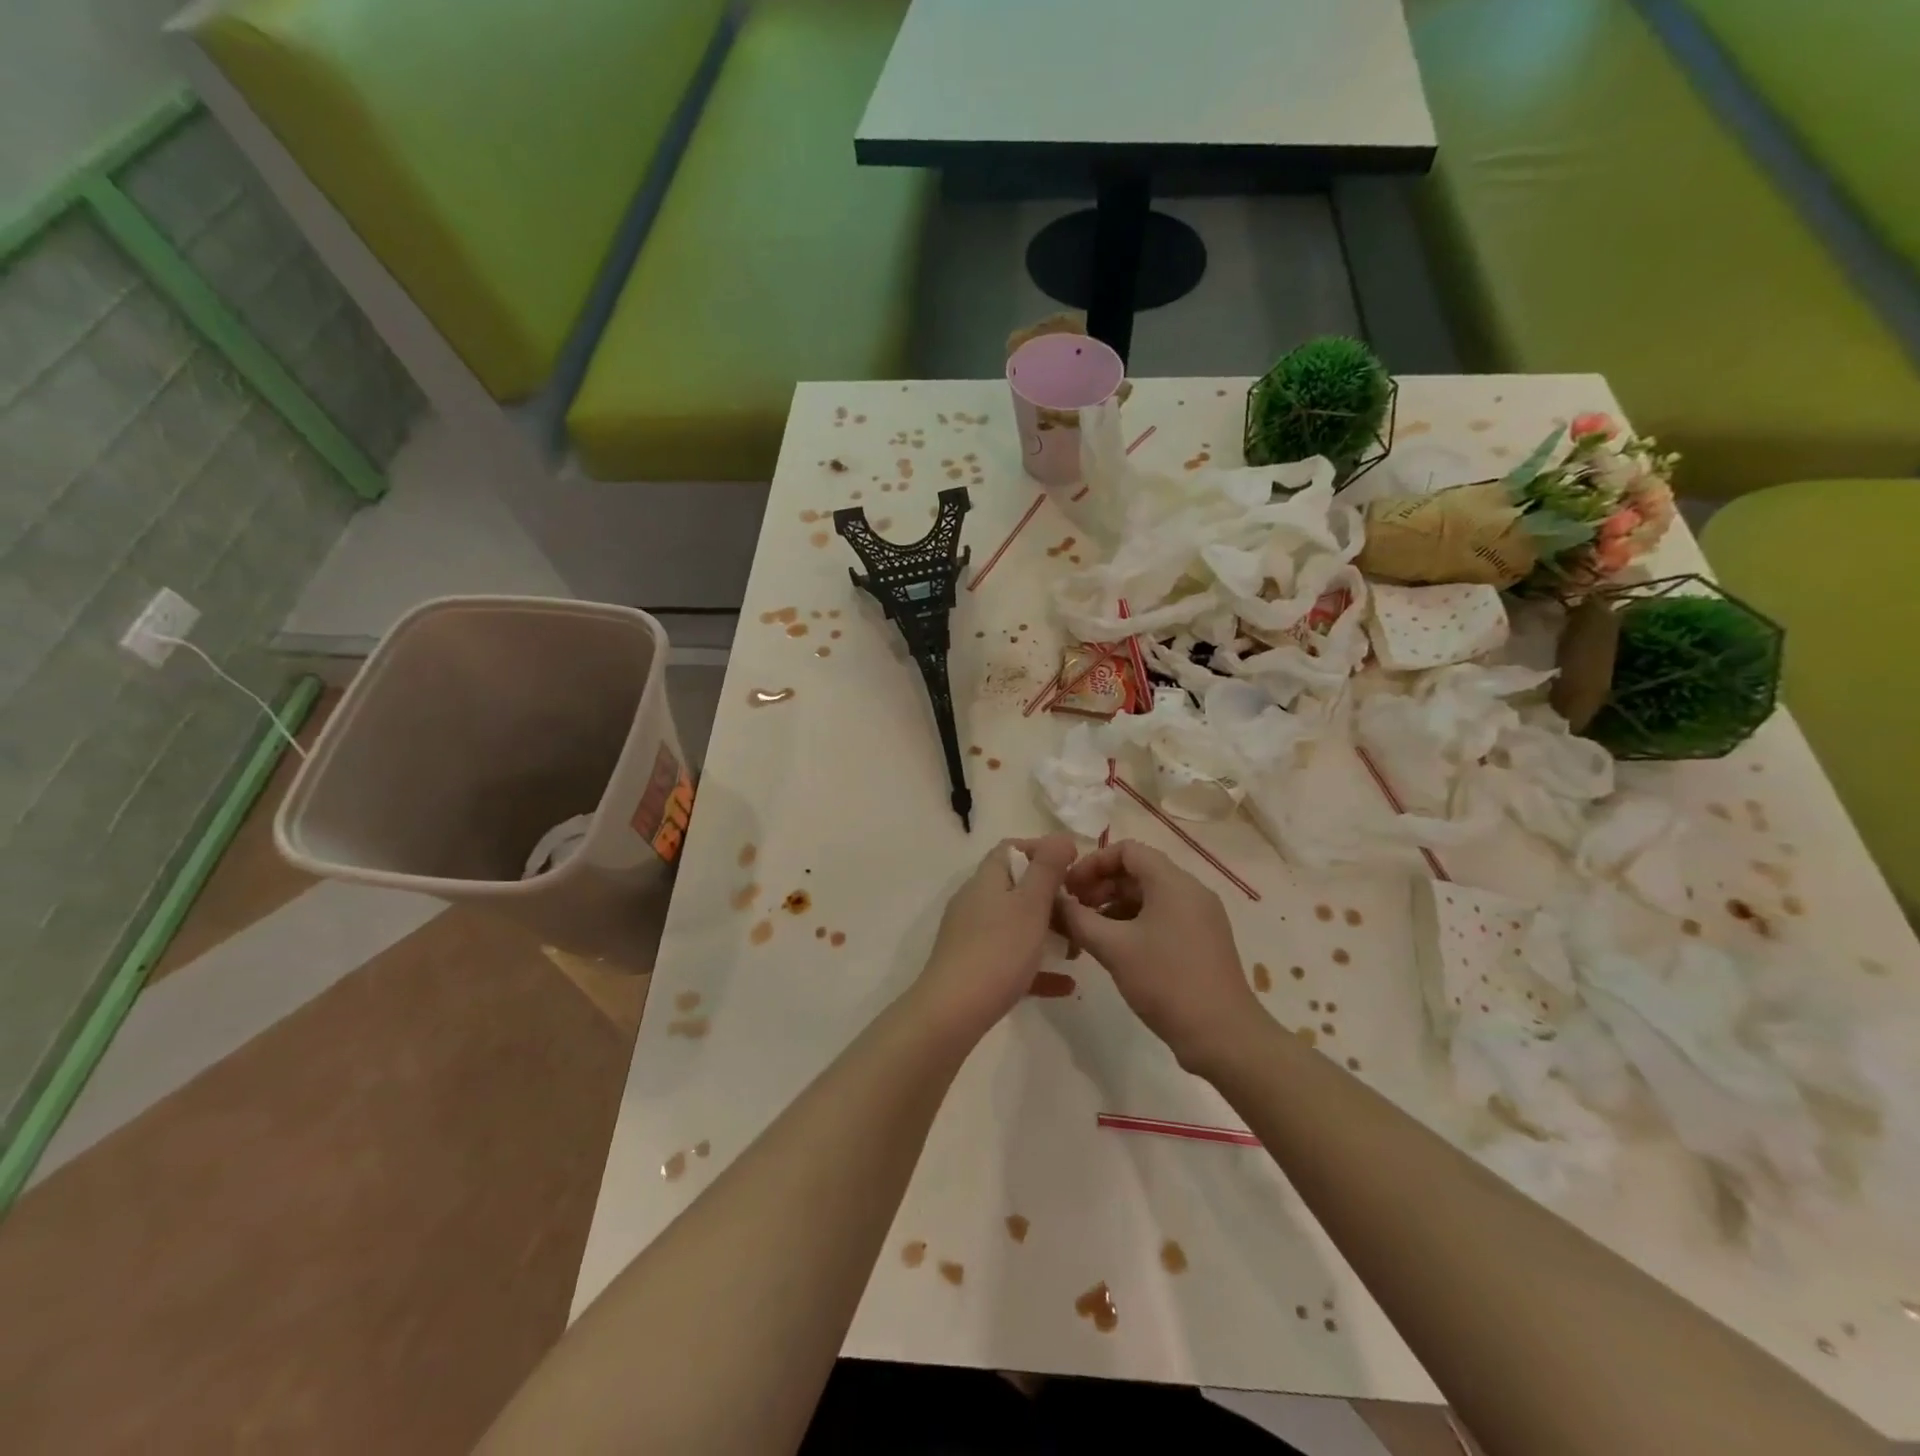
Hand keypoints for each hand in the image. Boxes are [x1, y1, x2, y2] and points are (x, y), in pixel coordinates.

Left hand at [913, 834, 1077, 1039]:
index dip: (1042, 851)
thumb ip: (1047, 868)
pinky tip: (1065, 985)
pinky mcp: (973, 967)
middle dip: (1051, 897)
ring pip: (1015, 924)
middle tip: (1081, 912)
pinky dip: (1037, 967)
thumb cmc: (998, 950)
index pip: (1012, 849)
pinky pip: (1011, 959)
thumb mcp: (1031, 904)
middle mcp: (975, 901)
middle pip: (1016, 887)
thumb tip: (1060, 837)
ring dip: (1047, 932)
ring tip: (1077, 949)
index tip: (1073, 868)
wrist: (953, 1011)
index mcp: (986, 879)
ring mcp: (971, 935)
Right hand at [1058, 840, 1259, 1074]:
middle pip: (1138, 872)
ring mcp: (1200, 917)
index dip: (1093, 863)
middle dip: (1101, 886)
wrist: (1223, 1036)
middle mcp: (1190, 891)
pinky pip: (1161, 917)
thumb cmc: (1166, 982)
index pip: (1127, 850)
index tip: (1069, 887)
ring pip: (1148, 897)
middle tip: (1073, 911)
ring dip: (1114, 907)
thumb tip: (1054, 902)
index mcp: (1173, 883)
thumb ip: (1078, 919)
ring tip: (1087, 933)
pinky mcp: (1202, 941)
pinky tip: (1113, 949)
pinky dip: (1133, 924)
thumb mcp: (1113, 948)